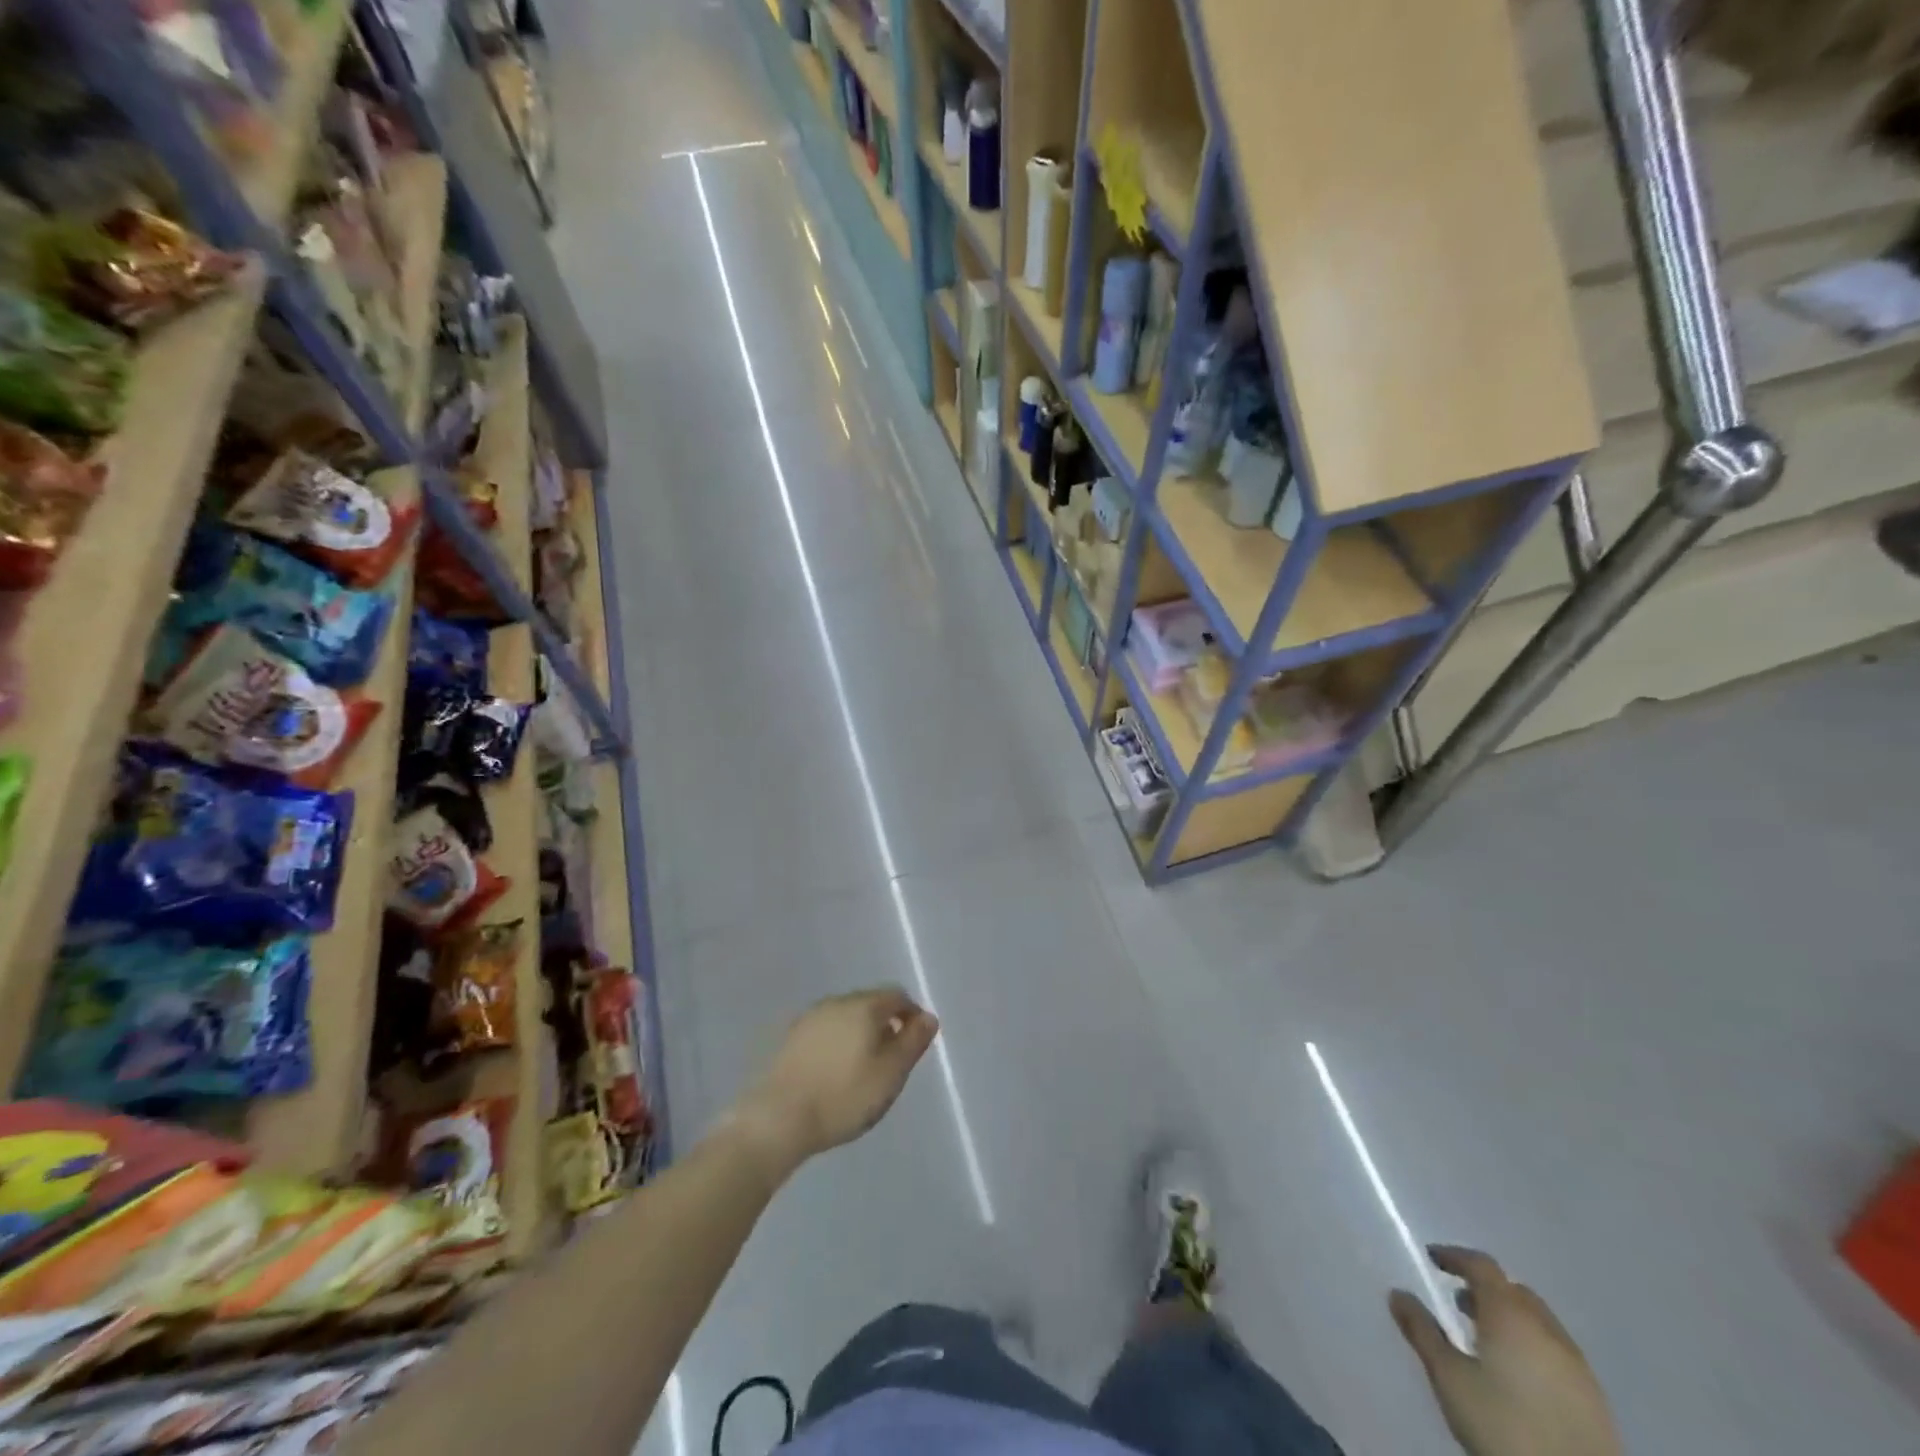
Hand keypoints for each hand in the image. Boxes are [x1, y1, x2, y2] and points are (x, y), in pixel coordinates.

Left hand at [734, 988, 939, 1175]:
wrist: (778, 1118)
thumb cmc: (843, 1096)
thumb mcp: (890, 1074)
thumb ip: (912, 1042)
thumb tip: (928, 1017)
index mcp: (863, 1006)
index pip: (897, 996)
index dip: (912, 1015)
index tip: (916, 1042)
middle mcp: (836, 1002)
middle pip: (870, 1003)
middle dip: (885, 1024)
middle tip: (892, 1059)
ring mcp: (809, 1018)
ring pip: (845, 1017)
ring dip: (860, 1034)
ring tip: (864, 1069)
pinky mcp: (790, 1038)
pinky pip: (825, 1032)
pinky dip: (837, 1044)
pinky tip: (835, 1072)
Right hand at [1390, 1246, 1620, 1455]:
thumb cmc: (1504, 1426)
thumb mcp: (1449, 1378)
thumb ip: (1422, 1331)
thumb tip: (1397, 1294)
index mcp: (1510, 1314)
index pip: (1482, 1265)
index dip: (1455, 1257)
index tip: (1432, 1259)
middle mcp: (1547, 1329)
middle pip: (1514, 1291)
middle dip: (1484, 1289)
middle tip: (1458, 1303)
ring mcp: (1578, 1366)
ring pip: (1539, 1322)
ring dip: (1510, 1319)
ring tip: (1485, 1342)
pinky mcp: (1596, 1400)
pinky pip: (1557, 1353)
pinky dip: (1532, 1347)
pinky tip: (1519, 1377)